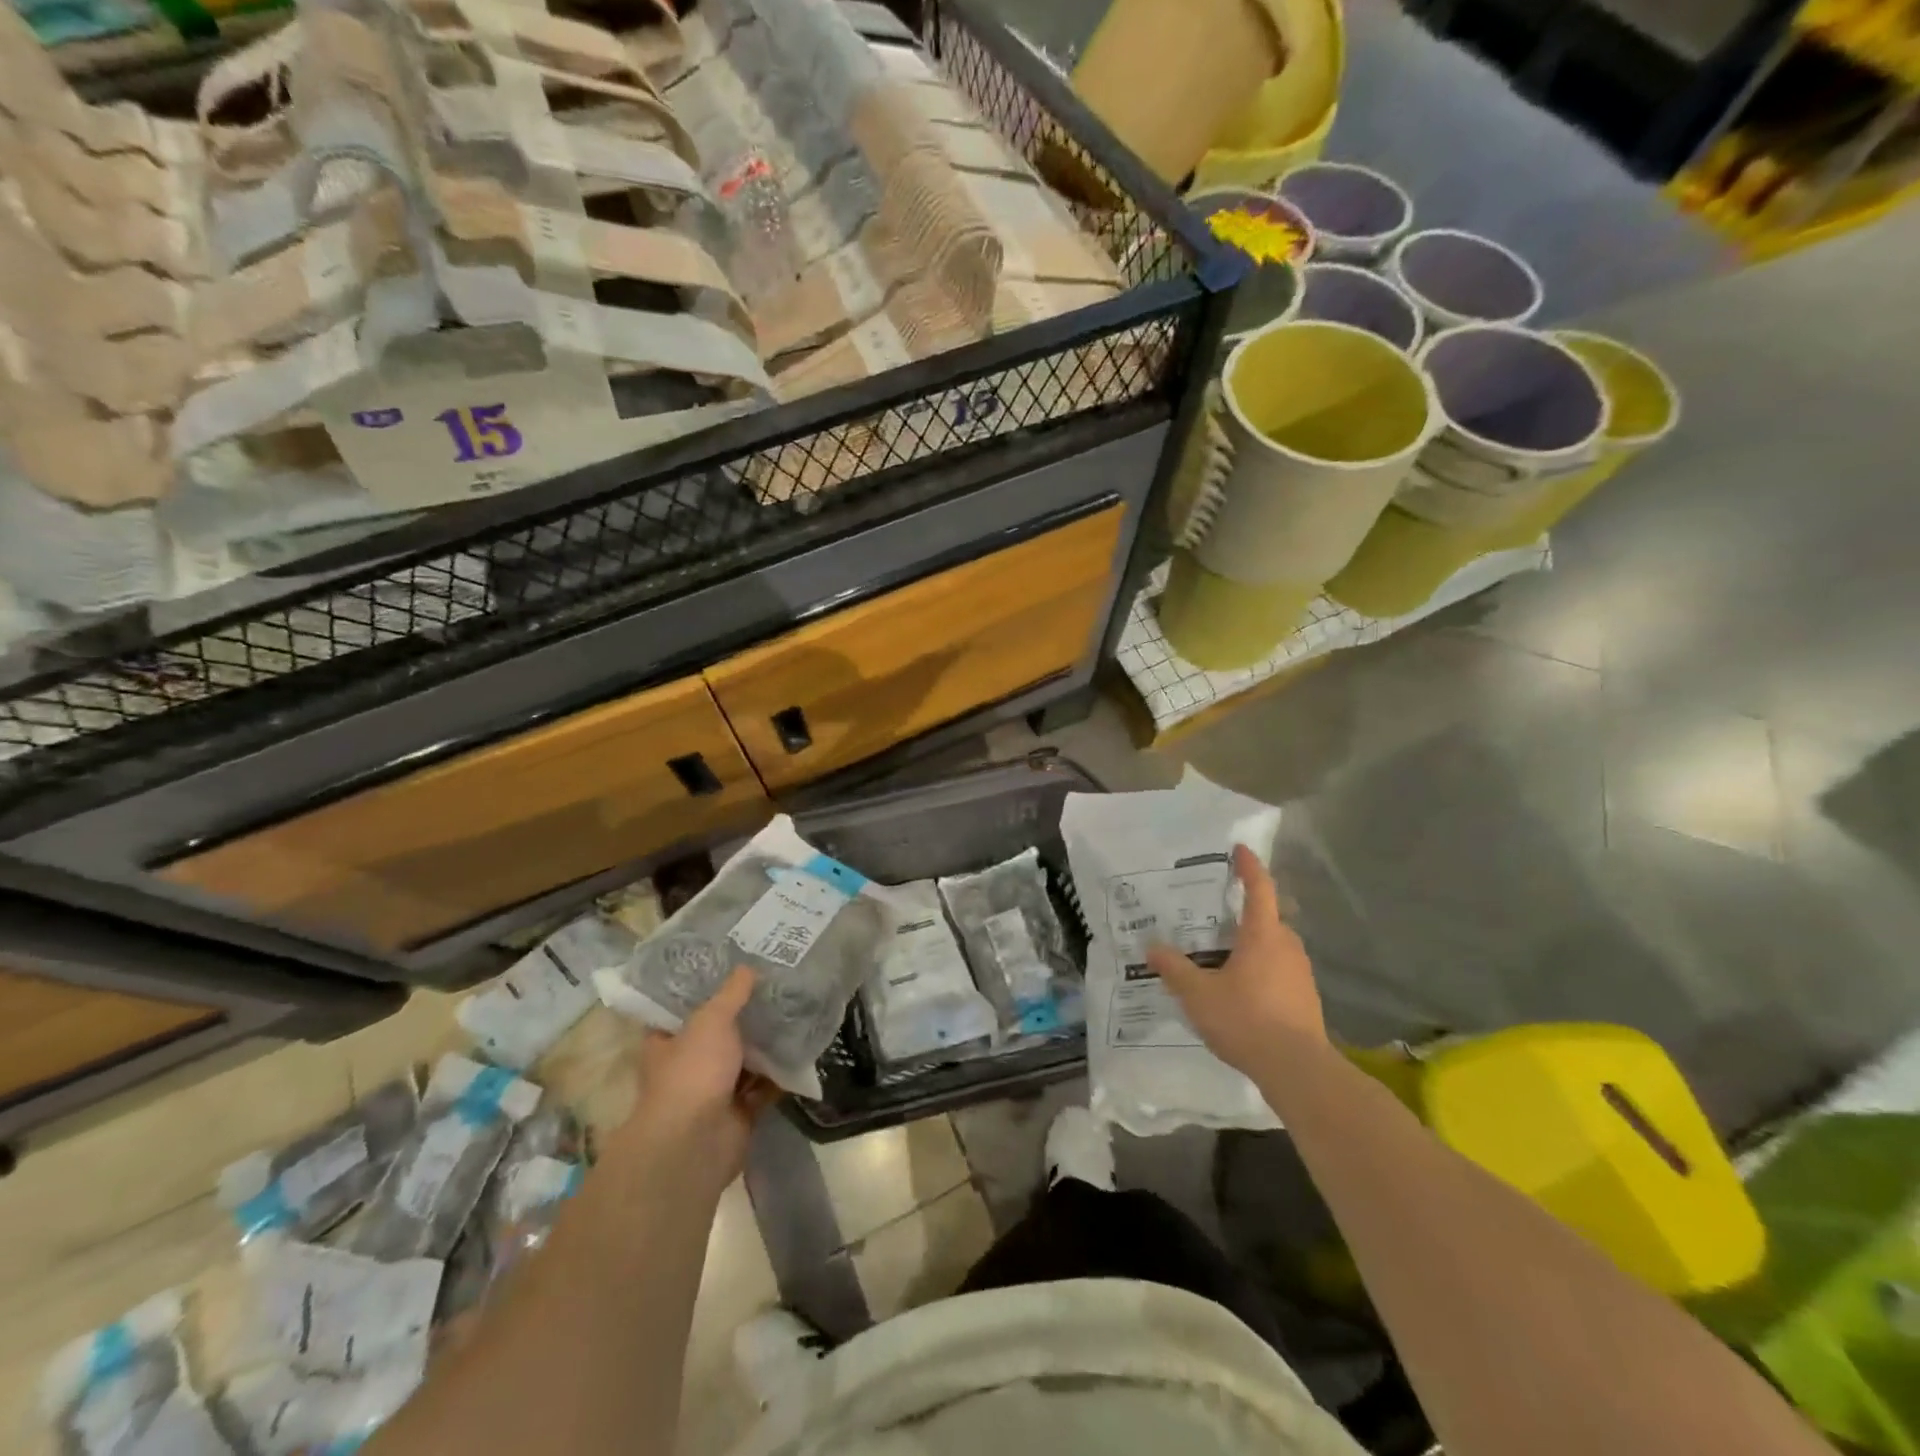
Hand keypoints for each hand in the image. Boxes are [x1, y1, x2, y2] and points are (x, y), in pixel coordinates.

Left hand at [620, 967, 778, 1191]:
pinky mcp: (740, 1111)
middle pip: (719, 1033)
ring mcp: (715, 1090)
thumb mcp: (711, 1020)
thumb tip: (748, 967)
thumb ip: (731, 994)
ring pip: (745, 1060)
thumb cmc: (693, 1072)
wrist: (696, 1144)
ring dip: (766, 1043)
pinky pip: (765, 1086)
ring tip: (796, 1009)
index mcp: (668, 1042)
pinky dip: (781, 1072)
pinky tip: (803, 1046)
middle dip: (745, 1016)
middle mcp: (689, 1065)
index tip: (731, 968)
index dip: (704, 990)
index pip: (682, 1009)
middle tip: (774, 985)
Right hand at [1147, 844, 1325, 1074]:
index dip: (1249, 867)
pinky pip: (1280, 970)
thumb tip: (1152, 947)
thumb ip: (1174, 969)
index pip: (1259, 888)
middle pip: (1267, 918)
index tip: (1240, 850)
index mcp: (1263, 935)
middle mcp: (1287, 946)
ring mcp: (1301, 974)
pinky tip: (1240, 989)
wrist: (1299, 1070)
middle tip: (1214, 914)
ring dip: (1252, 943)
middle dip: (1244, 912)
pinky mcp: (1306, 999)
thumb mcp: (1198, 994)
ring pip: (1274, 946)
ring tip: (1222, 954)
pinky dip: (1261, 968)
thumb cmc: (1247, 1020)